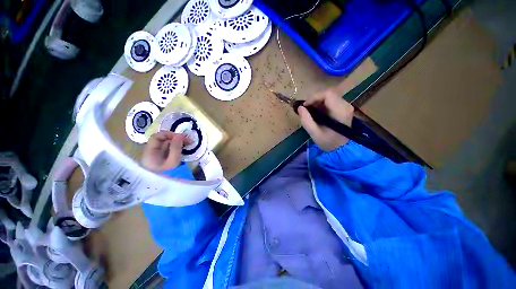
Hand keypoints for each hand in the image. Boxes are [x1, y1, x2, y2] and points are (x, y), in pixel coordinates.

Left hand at [141, 131, 190, 172]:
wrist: (162, 191)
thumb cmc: (166, 177)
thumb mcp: (172, 162)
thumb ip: (175, 148)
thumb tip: (180, 135)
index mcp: (150, 152)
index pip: (157, 137)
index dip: (169, 134)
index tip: (182, 138)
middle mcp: (152, 153)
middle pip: (163, 140)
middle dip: (176, 138)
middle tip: (189, 140)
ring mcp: (158, 157)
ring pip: (167, 145)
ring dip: (178, 143)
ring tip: (189, 144)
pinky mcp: (163, 160)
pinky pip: (170, 150)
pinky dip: (178, 148)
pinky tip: (185, 149)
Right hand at [298, 88, 353, 151]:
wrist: (341, 149)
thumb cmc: (328, 142)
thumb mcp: (314, 133)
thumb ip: (306, 120)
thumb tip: (300, 108)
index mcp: (339, 111)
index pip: (327, 94)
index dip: (314, 97)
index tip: (305, 106)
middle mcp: (346, 106)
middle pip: (329, 94)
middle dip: (315, 100)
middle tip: (306, 109)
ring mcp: (347, 107)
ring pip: (330, 97)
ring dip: (318, 102)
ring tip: (311, 111)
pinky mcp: (345, 109)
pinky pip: (332, 101)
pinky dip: (323, 105)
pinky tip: (317, 113)